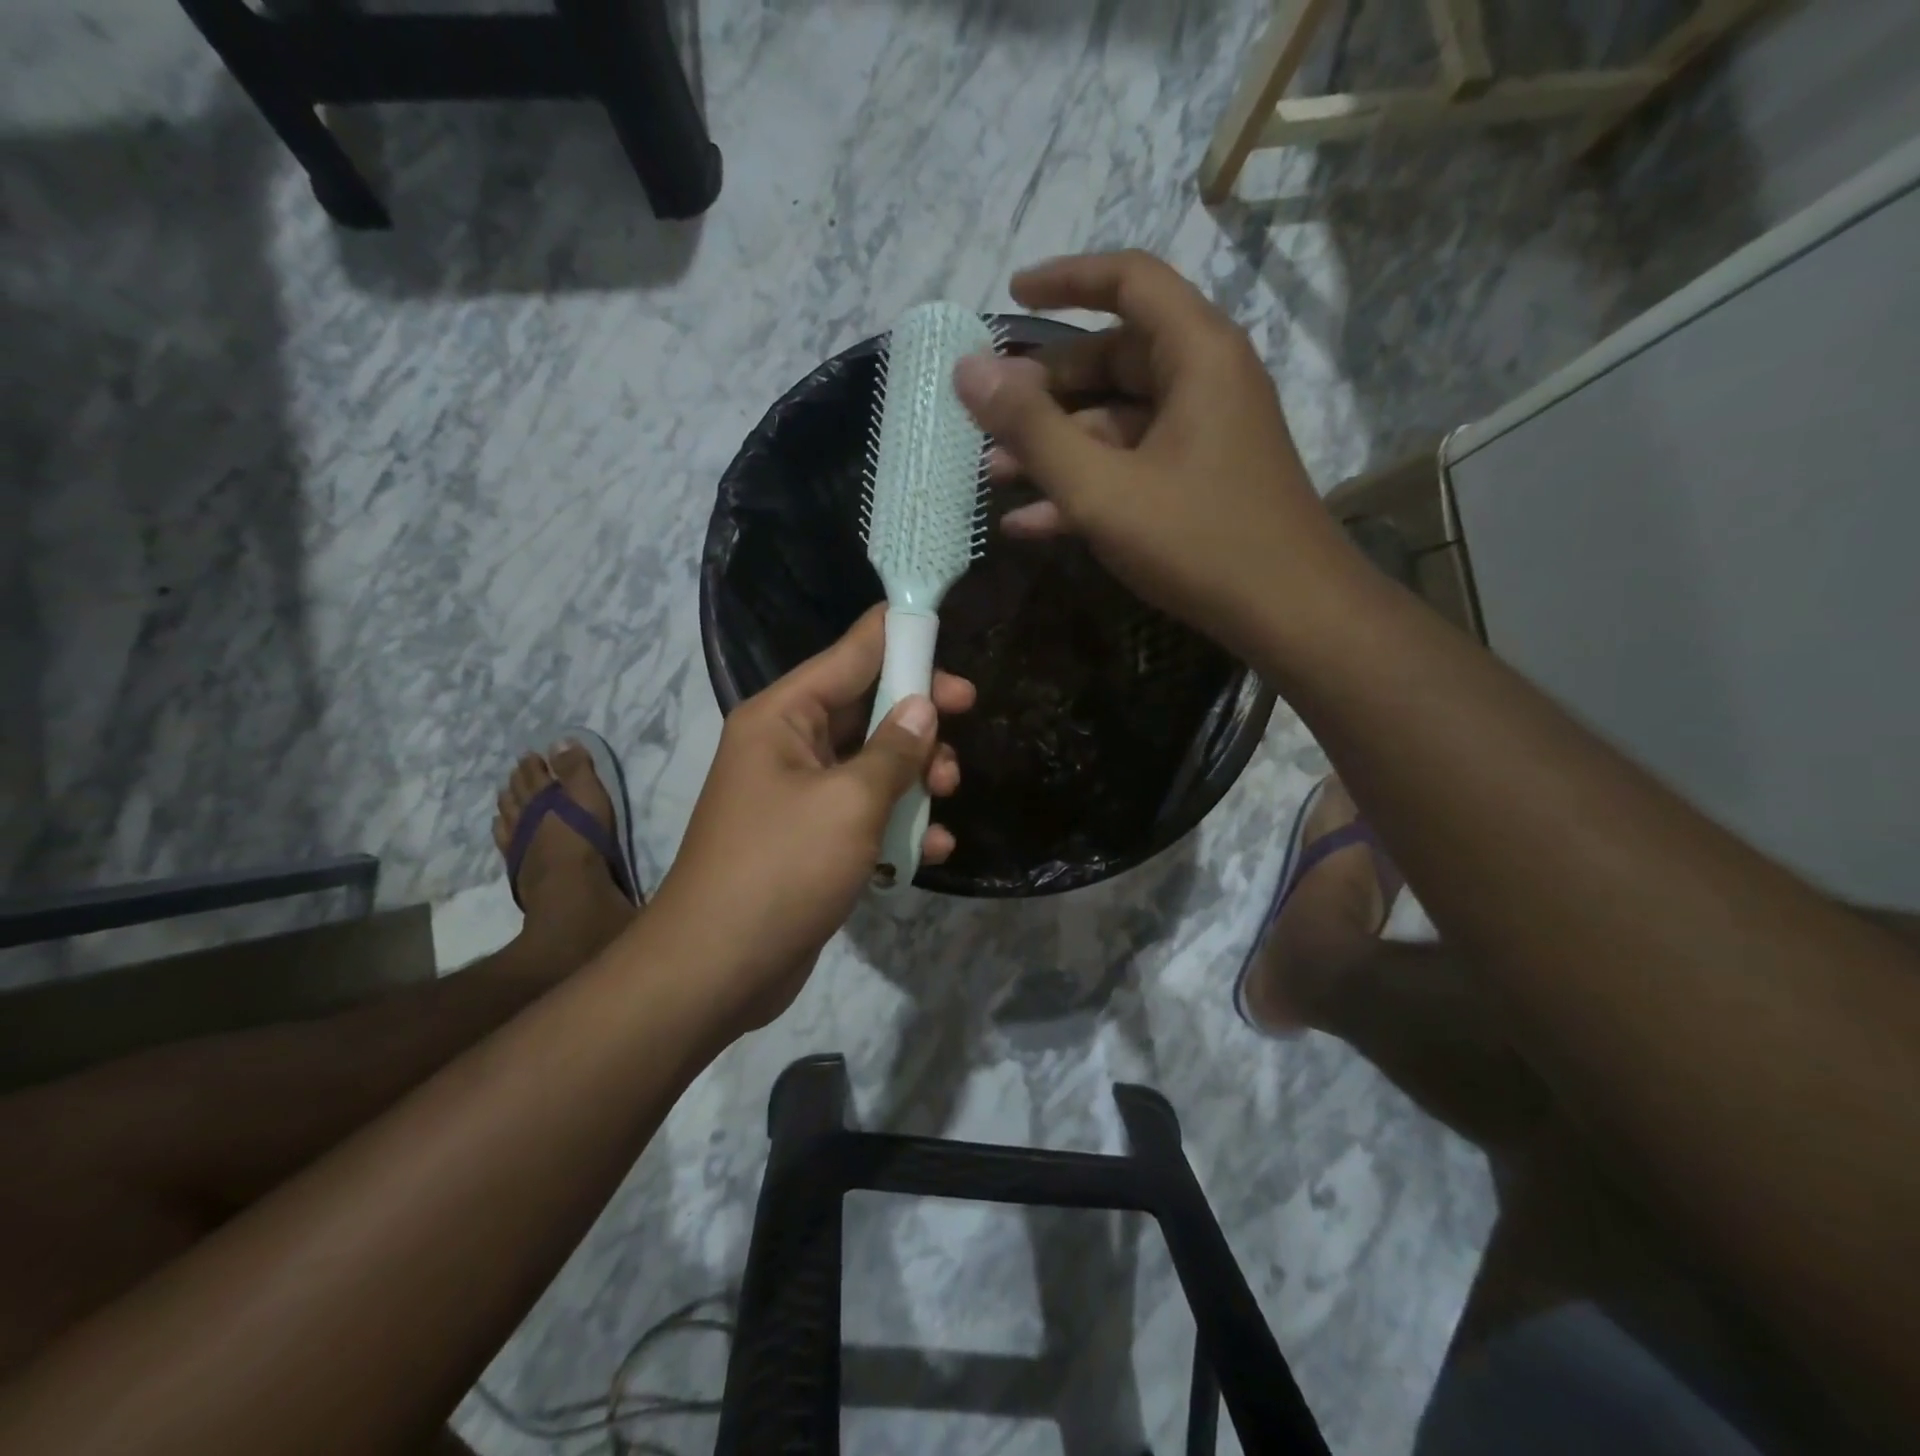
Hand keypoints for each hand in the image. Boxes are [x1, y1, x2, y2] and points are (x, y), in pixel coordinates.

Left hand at [647, 606, 975, 1032]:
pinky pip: (865, 813)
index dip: (900, 639)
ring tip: (946, 795)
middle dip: (918, 717)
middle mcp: (788, 745)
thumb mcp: (850, 802)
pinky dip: (899, 824)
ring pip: (873, 763)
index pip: (850, 654)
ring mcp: (800, 795)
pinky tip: (931, 850)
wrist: (719, 968)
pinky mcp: (812, 839)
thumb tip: (923, 707)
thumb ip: (894, 750)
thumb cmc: (782, 868)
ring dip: (916, 775)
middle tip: (965, 719)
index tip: (948, 634)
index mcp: (784, 716)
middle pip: (867, 707)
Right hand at [953, 250, 1356, 660]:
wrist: (1290, 615)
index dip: (1065, 279)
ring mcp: (1203, 435)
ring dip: (1056, 447)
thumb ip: (1033, 430)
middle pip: (1114, 358)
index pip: (1129, 281)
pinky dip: (1086, 485)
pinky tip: (1029, 522)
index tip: (1009, 297)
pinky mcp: (1199, 482)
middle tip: (988, 418)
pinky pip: (1132, 465)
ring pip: (1116, 422)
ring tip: (994, 476)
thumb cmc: (1199, 541)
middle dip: (1044, 390)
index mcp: (1196, 355)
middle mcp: (1205, 381)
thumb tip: (968, 370)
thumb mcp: (1102, 488)